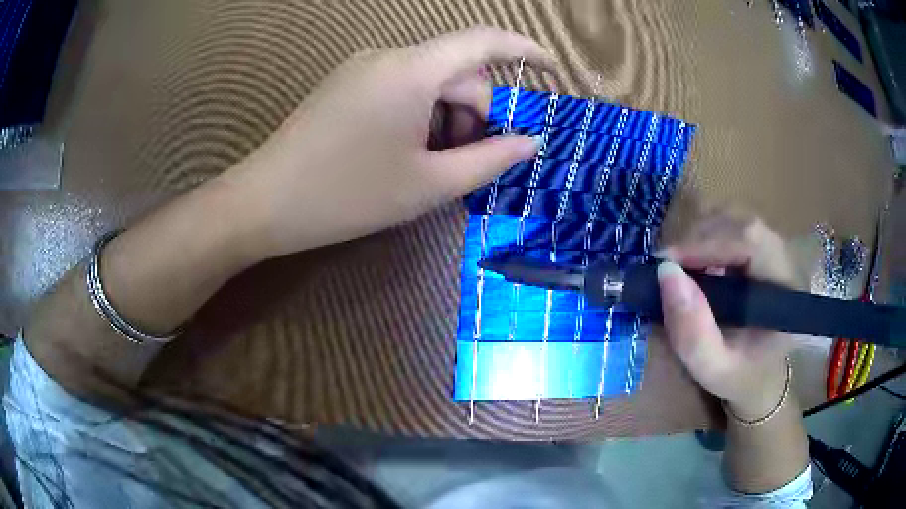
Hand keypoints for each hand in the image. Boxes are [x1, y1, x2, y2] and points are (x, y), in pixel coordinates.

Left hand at [222, 27, 554, 259]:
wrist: (265, 202)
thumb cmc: (348, 195)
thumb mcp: (428, 185)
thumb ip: (488, 160)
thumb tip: (531, 143)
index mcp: (411, 71)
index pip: (483, 41)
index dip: (526, 50)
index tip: (552, 69)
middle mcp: (388, 56)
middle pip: (456, 70)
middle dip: (475, 111)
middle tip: (466, 160)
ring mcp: (362, 67)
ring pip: (429, 80)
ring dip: (446, 116)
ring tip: (429, 163)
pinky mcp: (347, 83)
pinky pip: (401, 85)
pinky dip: (420, 112)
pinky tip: (404, 149)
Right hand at [656, 212, 798, 419]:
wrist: (761, 375)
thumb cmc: (740, 376)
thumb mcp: (713, 369)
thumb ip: (692, 332)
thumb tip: (665, 274)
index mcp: (786, 290)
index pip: (751, 242)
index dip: (707, 244)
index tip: (665, 264)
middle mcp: (786, 260)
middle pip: (743, 224)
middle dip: (700, 238)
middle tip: (666, 265)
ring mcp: (776, 250)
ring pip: (736, 220)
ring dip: (701, 235)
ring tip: (678, 265)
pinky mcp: (763, 248)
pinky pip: (733, 227)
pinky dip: (706, 238)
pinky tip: (694, 262)